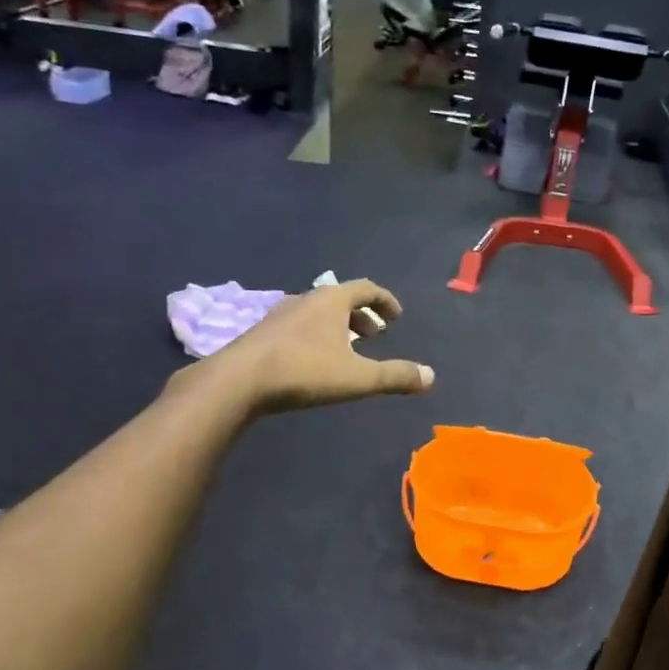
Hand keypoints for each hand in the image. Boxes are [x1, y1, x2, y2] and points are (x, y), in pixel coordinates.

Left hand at [184, 279, 434, 414]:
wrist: (238, 381)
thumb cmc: (305, 371)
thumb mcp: (358, 377)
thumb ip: (395, 376)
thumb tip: (430, 377)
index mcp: (332, 300)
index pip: (366, 288)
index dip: (385, 301)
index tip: (396, 316)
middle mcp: (306, 299)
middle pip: (340, 299)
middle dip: (361, 316)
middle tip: (373, 335)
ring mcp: (279, 314)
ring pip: (316, 313)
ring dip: (336, 326)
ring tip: (345, 349)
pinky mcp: (261, 333)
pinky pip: (297, 326)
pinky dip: (314, 336)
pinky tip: (312, 360)